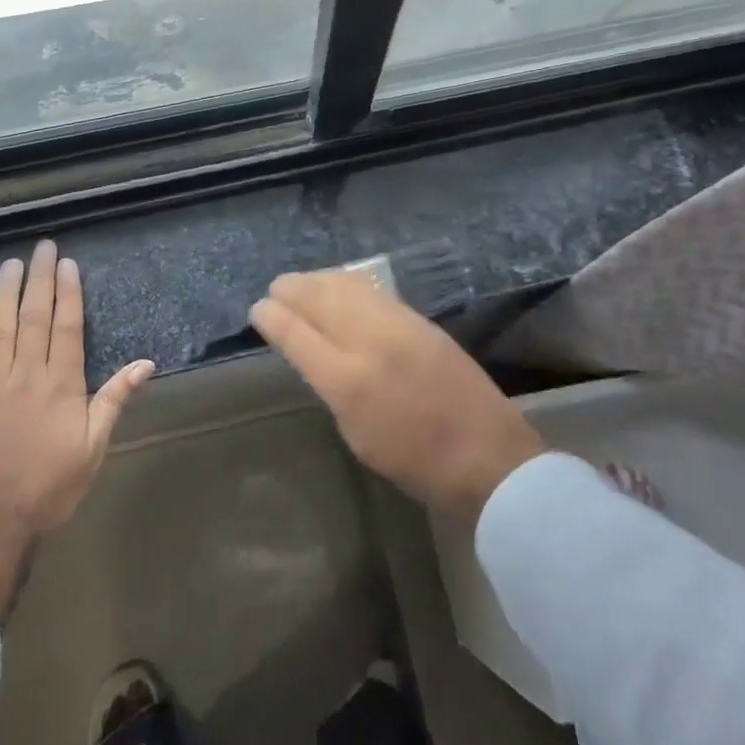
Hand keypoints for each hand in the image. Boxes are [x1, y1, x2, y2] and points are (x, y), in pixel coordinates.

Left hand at [0, 241, 154, 619]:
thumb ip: (115, 400)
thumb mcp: (94, 447)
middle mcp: (26, 375)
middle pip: (34, 318)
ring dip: (4, 295)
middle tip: (42, 247)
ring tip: (10, 265)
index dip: (68, 293)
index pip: (66, 327)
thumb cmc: (49, 488)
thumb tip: (146, 363)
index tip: (68, 264)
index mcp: (61, 384)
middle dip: (40, 280)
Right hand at [249, 270, 544, 526]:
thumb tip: (315, 355)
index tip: (257, 310)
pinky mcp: (421, 320)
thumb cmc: (415, 464)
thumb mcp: (357, 435)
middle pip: (319, 299)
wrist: (487, 456)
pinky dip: (349, 284)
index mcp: (347, 382)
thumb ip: (331, 388)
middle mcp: (369, 342)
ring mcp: (399, 325)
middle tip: (275, 289)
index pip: (296, 335)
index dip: (271, 317)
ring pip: (347, 287)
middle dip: (291, 289)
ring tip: (302, 282)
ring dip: (318, 280)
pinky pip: (374, 292)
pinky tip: (340, 285)